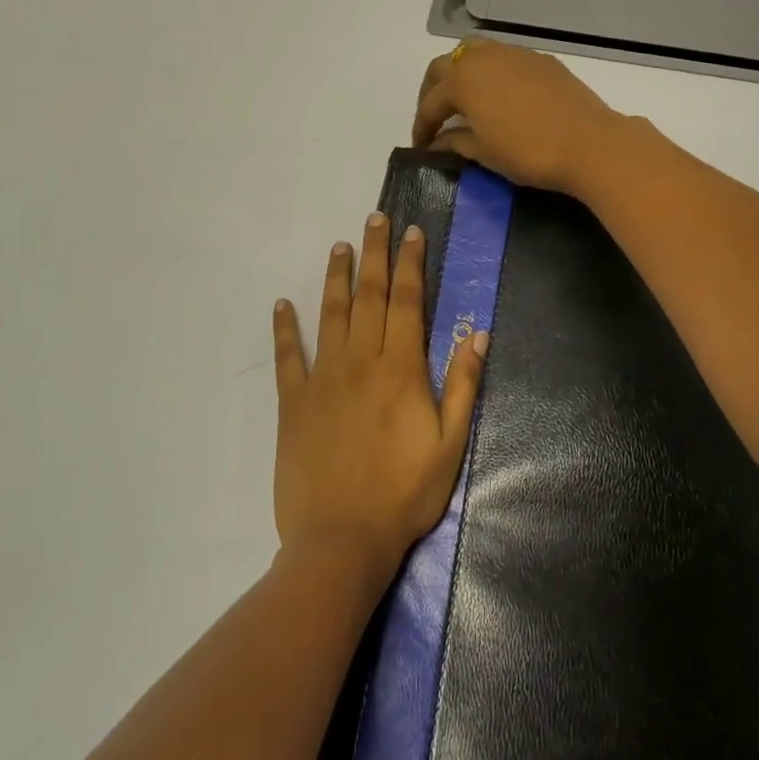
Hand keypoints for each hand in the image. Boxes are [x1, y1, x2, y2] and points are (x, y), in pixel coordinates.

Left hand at [271, 212, 487, 580]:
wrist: (342, 540)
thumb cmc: (404, 494)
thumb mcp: (450, 444)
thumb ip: (462, 385)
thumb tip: (477, 334)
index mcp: (401, 368)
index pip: (407, 301)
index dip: (410, 263)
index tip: (412, 232)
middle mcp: (361, 360)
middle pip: (369, 295)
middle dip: (374, 253)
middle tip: (375, 218)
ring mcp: (323, 379)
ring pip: (330, 314)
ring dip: (336, 277)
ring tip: (339, 246)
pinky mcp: (293, 402)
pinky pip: (287, 357)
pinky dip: (284, 328)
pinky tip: (281, 304)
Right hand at [411, 39, 624, 194]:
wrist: (589, 143)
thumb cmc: (528, 152)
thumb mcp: (484, 152)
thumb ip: (455, 142)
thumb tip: (438, 143)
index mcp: (462, 80)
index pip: (430, 103)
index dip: (422, 126)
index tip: (421, 146)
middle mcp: (483, 57)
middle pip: (444, 66)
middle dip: (433, 91)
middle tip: (434, 118)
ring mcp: (514, 53)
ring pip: (474, 52)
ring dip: (460, 73)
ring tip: (463, 99)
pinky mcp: (540, 59)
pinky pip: (503, 58)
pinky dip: (490, 72)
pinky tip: (498, 95)